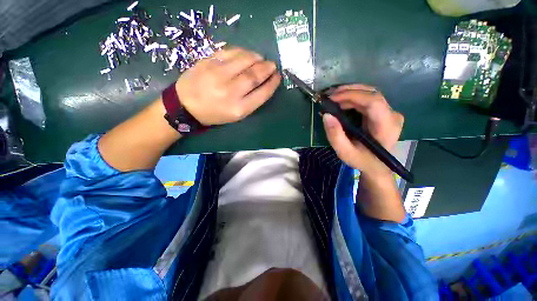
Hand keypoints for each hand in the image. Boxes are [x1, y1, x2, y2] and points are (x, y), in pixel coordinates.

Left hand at [176, 47, 281, 125]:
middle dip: (267, 68)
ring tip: (261, 59)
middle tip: (272, 65)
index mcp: (238, 109)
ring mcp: (218, 74)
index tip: (277, 77)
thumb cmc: (215, 114)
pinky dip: (242, 51)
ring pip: (244, 60)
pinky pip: (230, 52)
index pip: (262, 93)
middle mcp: (230, 91)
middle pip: (254, 75)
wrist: (186, 105)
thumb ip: (251, 102)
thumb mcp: (236, 115)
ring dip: (257, 58)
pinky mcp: (208, 62)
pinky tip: (247, 54)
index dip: (272, 83)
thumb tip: (264, 84)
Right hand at [322, 84, 403, 177]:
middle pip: (371, 94)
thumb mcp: (344, 152)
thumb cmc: (361, 160)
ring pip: (370, 93)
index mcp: (386, 126)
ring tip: (332, 98)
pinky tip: (341, 101)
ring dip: (349, 93)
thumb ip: (335, 135)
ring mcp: (390, 111)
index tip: (332, 99)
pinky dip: (353, 97)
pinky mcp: (384, 111)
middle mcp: (392, 115)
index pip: (373, 102)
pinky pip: (368, 98)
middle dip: (348, 92)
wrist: (376, 165)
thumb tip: (326, 115)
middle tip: (329, 97)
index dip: (351, 96)